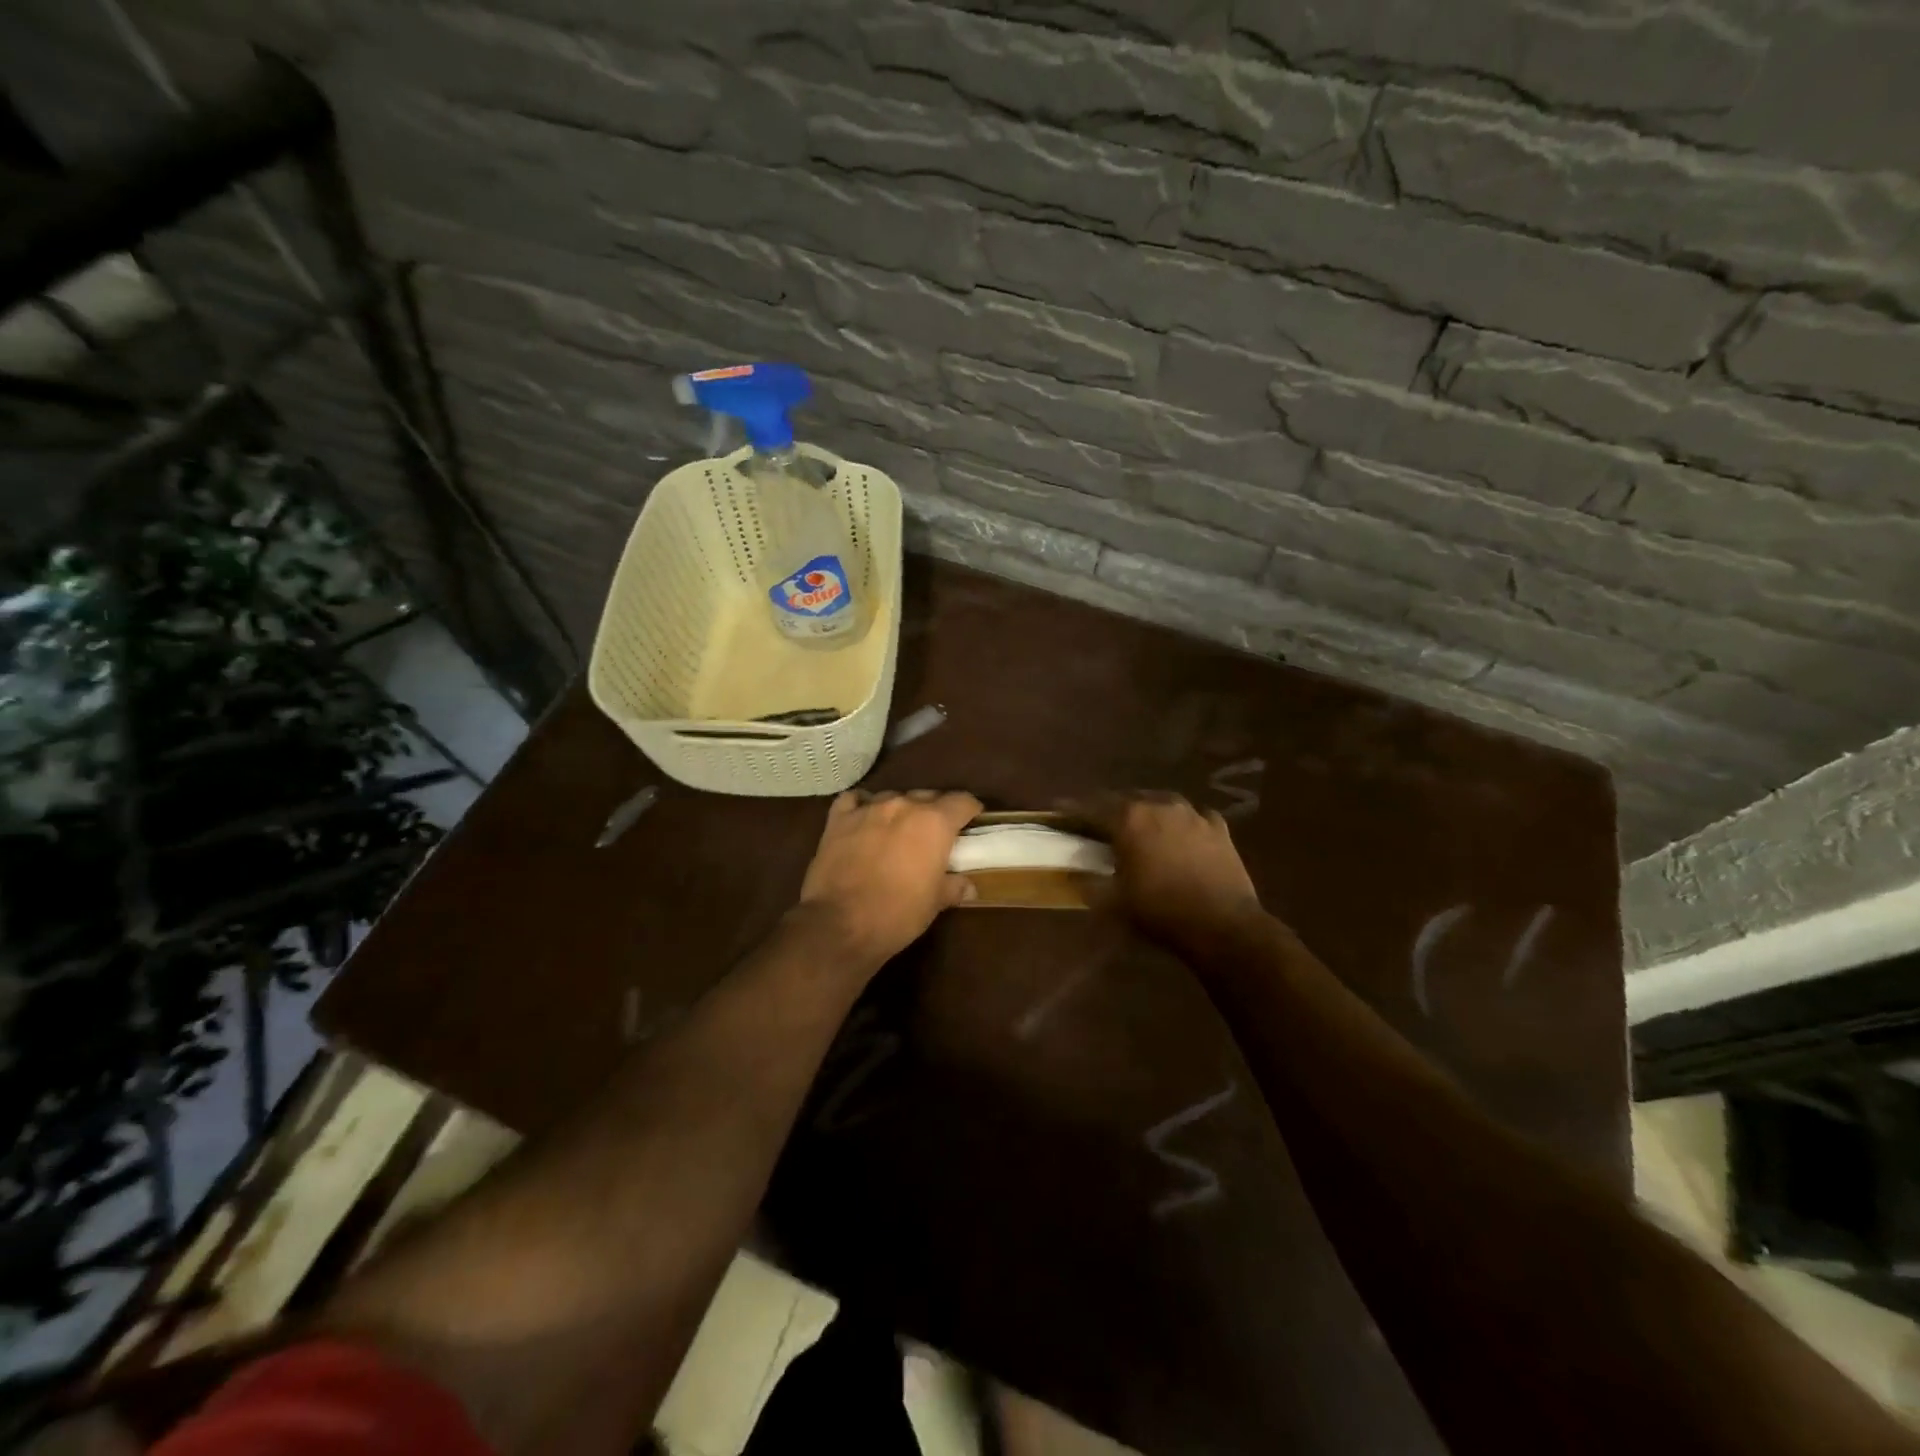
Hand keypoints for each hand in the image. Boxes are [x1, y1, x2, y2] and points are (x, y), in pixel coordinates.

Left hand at [796, 789, 983, 967]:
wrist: (840, 924)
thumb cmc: (898, 914)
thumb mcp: (935, 903)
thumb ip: (954, 886)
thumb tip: (969, 886)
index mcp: (934, 822)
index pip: (962, 802)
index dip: (970, 810)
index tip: (972, 820)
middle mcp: (903, 805)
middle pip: (928, 796)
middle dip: (935, 811)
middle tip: (935, 834)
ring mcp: (868, 808)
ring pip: (893, 797)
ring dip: (900, 810)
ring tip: (899, 830)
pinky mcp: (838, 818)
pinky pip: (855, 800)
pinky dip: (863, 806)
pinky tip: (864, 818)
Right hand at [1069, 792, 1261, 947]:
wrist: (1223, 925)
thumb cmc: (1160, 911)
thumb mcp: (1113, 902)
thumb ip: (1088, 882)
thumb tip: (1072, 872)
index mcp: (1129, 819)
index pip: (1091, 808)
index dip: (1072, 810)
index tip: (1058, 810)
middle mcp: (1159, 806)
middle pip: (1126, 799)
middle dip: (1109, 808)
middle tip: (1097, 821)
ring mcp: (1192, 814)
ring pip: (1160, 802)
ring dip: (1145, 811)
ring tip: (1138, 823)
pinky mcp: (1218, 828)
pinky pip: (1193, 817)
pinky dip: (1181, 823)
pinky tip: (1180, 833)